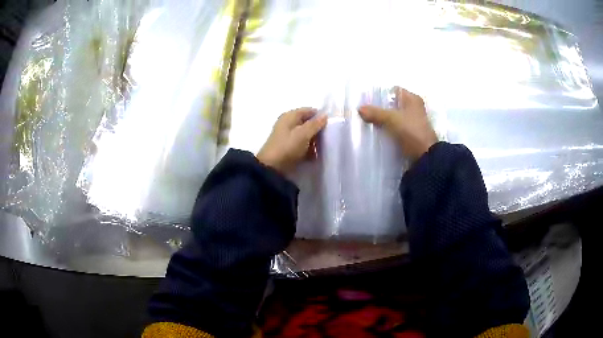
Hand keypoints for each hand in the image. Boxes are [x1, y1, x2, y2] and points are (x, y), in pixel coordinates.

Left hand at [257, 108, 326, 172]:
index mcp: (290, 116)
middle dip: (318, 131)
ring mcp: (288, 136)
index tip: (330, 126)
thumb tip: (325, 115)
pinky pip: (302, 145)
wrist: (272, 167)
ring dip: (314, 141)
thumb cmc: (288, 147)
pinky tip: (314, 156)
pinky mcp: (288, 148)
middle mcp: (288, 123)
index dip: (320, 117)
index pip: (309, 111)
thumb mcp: (303, 134)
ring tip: (321, 149)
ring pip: (306, 135)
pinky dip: (308, 149)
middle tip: (327, 139)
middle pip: (308, 123)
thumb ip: (315, 124)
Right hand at [358, 87, 436, 160]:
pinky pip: (395, 129)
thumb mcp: (391, 119)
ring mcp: (413, 122)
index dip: (380, 94)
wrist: (425, 157)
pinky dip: (387, 130)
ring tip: (367, 123)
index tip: (367, 101)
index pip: (393, 91)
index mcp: (413, 99)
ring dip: (382, 120)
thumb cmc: (411, 131)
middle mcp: (414, 108)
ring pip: (393, 118)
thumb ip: (375, 113)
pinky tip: (376, 133)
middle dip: (379, 108)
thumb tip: (359, 109)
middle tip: (364, 113)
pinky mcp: (410, 135)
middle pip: (392, 105)